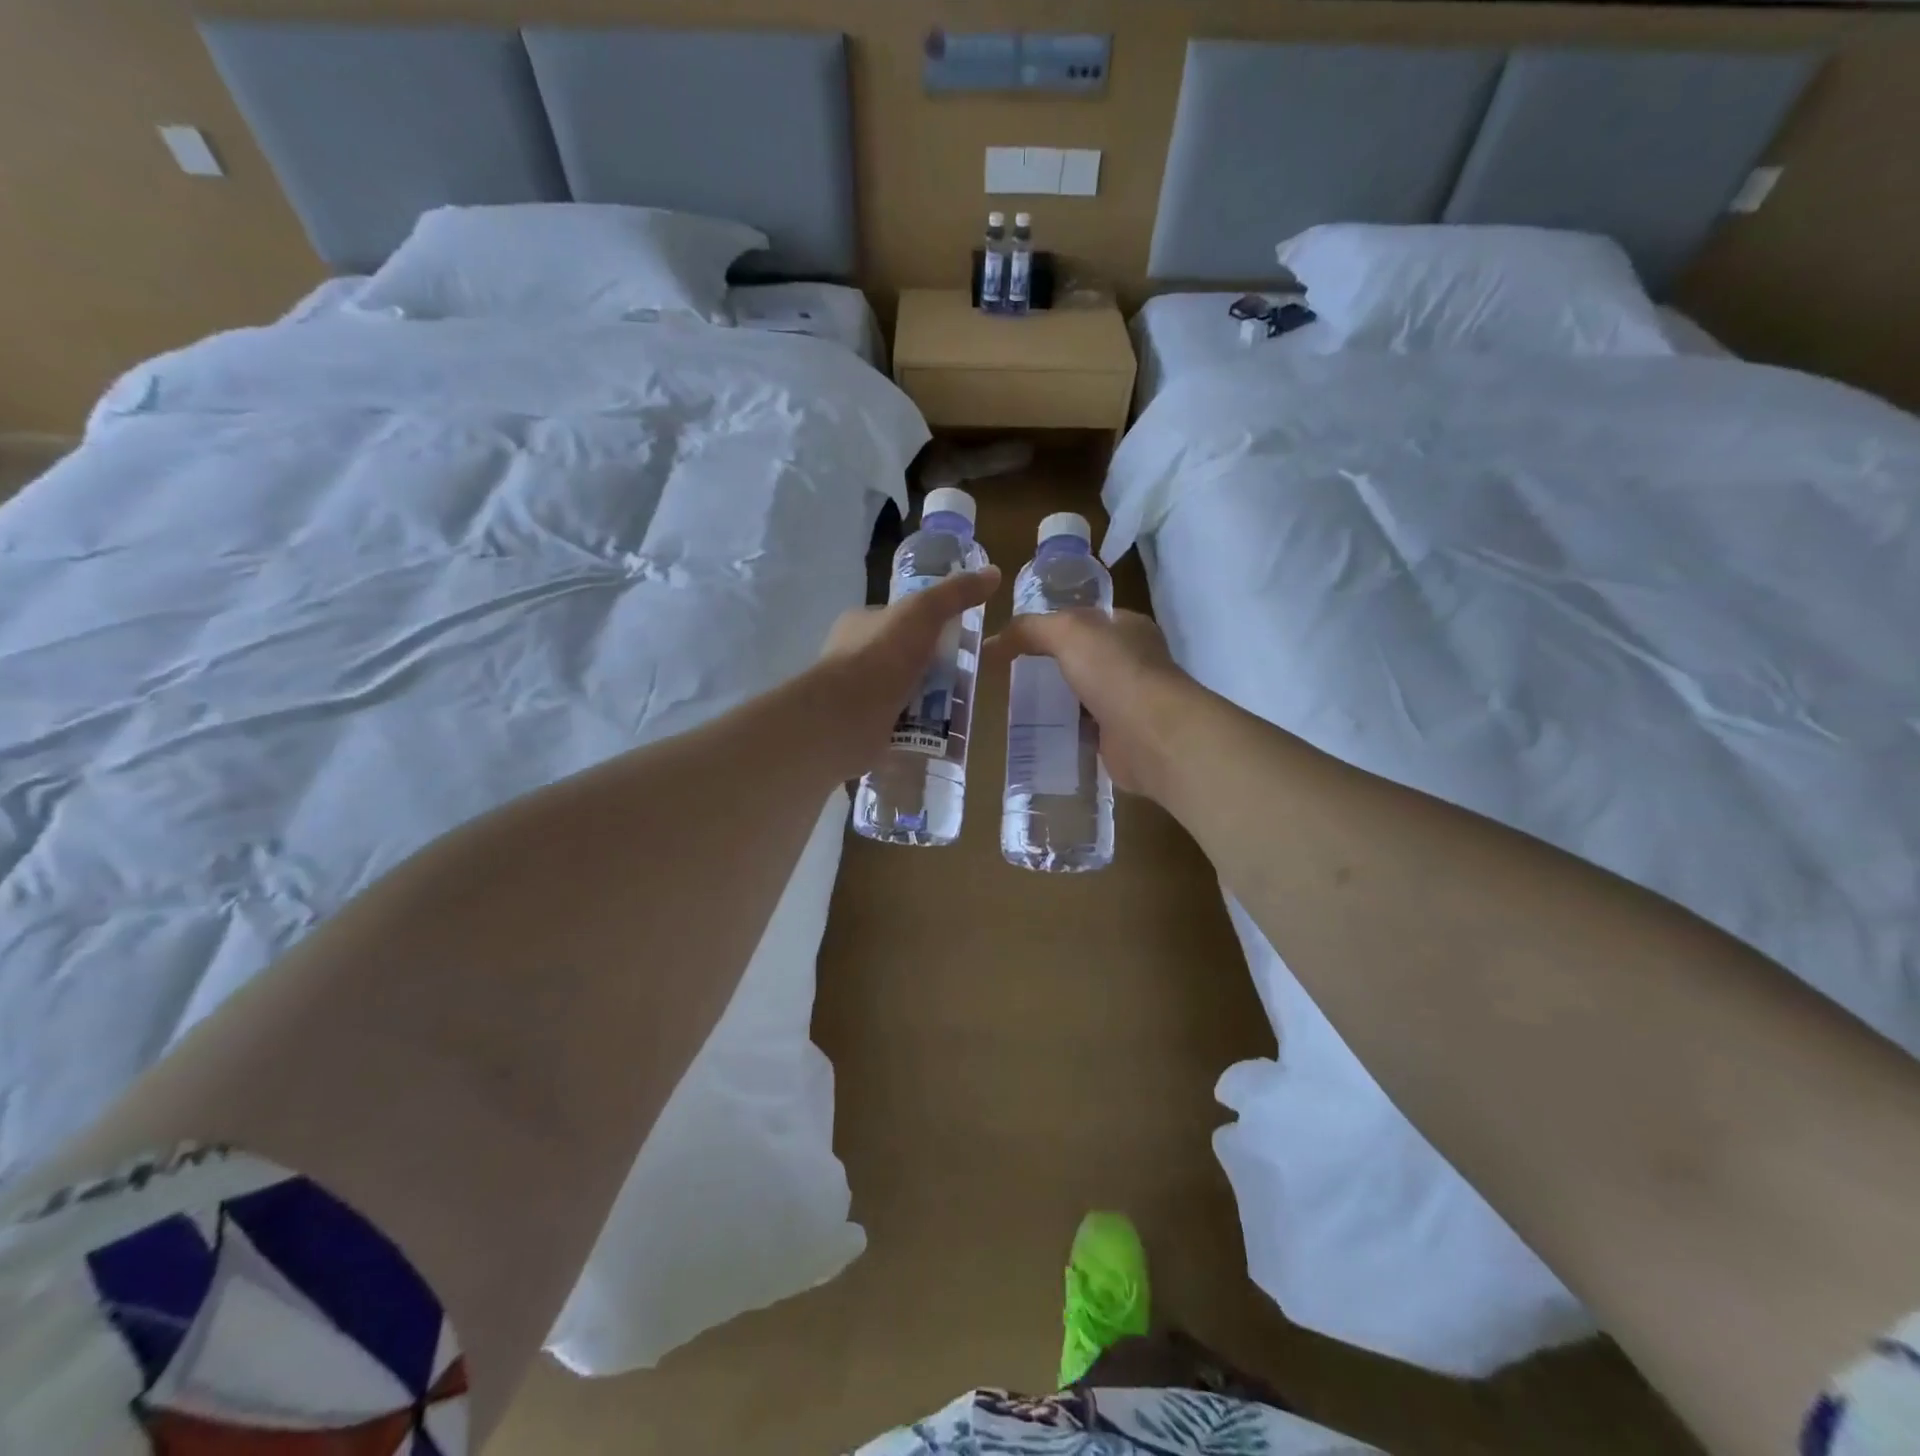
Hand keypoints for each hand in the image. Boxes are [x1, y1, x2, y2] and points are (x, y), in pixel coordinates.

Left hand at [815, 567, 1000, 774]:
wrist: (846, 718)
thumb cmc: (881, 656)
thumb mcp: (923, 612)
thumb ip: (955, 594)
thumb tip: (994, 572)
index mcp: (861, 624)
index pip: (900, 618)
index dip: (930, 624)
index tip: (960, 636)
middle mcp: (856, 657)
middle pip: (907, 657)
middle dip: (936, 667)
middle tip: (968, 676)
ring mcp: (860, 696)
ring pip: (906, 693)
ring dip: (932, 701)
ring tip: (963, 707)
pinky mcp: (866, 728)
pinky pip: (902, 725)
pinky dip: (921, 730)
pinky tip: (945, 734)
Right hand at [985, 608, 1193, 797]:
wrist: (1151, 735)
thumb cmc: (1114, 671)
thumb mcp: (1066, 633)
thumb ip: (1029, 630)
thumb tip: (992, 643)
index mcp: (1128, 627)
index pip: (1086, 619)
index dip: (1053, 624)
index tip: (1018, 639)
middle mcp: (1133, 661)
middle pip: (1083, 658)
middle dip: (1051, 665)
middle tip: (1011, 674)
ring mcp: (1129, 701)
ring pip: (1084, 695)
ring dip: (1057, 700)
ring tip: (1016, 704)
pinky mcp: (1121, 737)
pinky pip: (1085, 729)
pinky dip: (1065, 731)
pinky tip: (1038, 733)